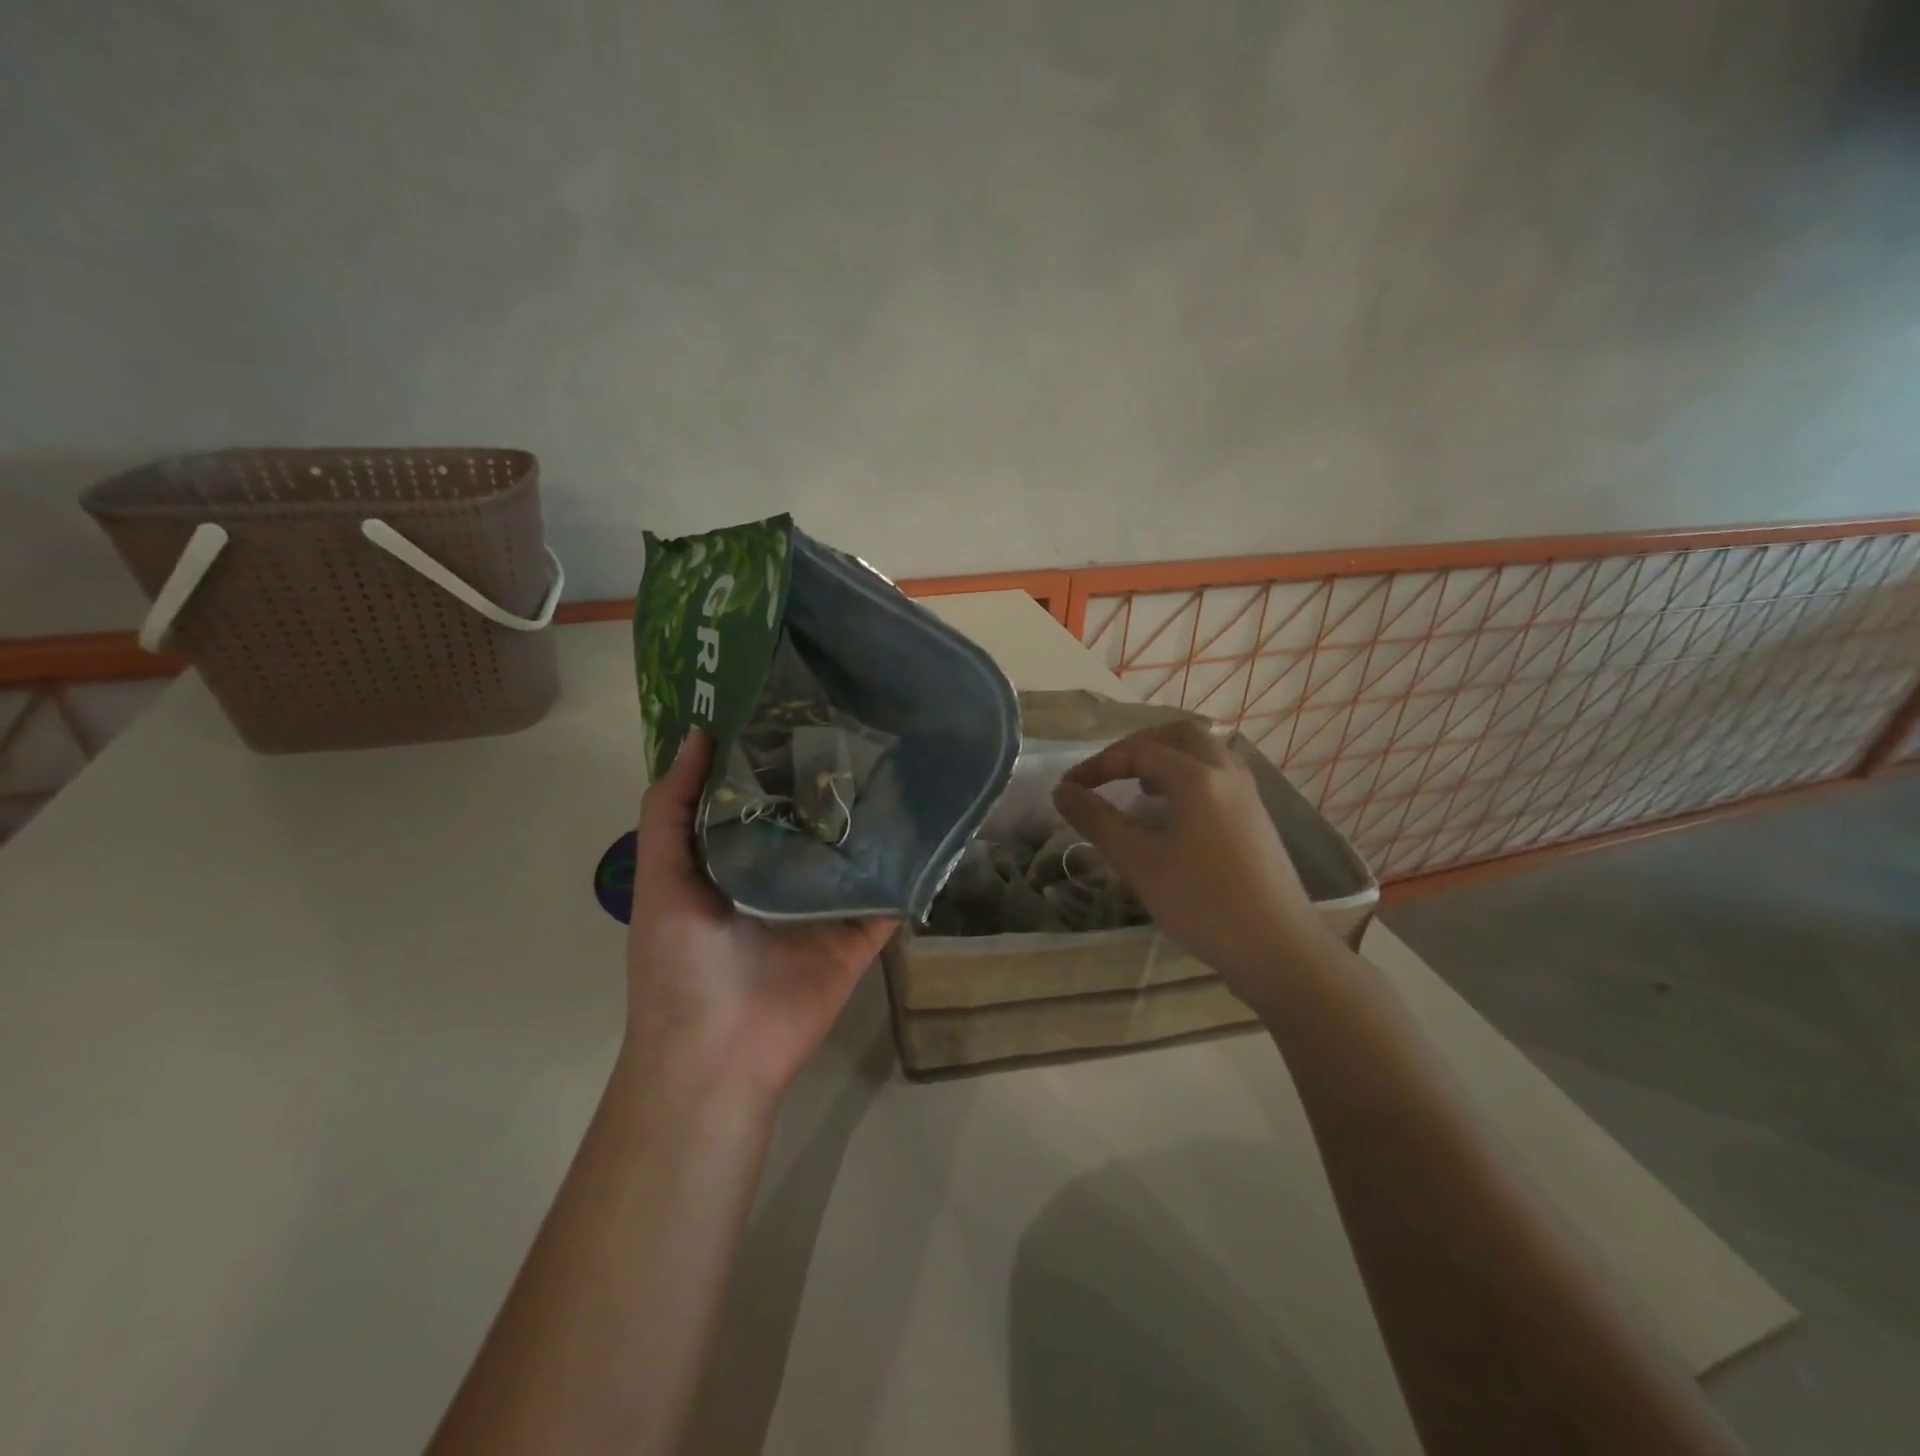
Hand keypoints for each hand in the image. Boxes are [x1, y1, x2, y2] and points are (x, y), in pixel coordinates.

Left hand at [625, 731, 896, 1097]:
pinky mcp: (863, 931)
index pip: (761, 793)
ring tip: (905, 754)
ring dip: (877, 812)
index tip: (798, 701)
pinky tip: (935, 819)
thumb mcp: (660, 875)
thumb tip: (702, 733)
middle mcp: (785, 872)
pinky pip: (892, 891)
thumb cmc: (678, 961)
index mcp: (736, 856)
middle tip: (862, 715)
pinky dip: (912, 863)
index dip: (774, 751)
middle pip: (814, 815)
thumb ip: (671, 807)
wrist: (717, 1053)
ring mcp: (828, 902)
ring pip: (858, 848)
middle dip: (831, 774)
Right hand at [1051, 721, 1328, 1001]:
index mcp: (1196, 778)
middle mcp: (1225, 773)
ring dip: (1167, 757)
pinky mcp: (1257, 818)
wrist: (1279, 948)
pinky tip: (1174, 811)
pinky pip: (1219, 775)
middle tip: (1109, 771)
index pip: (1138, 752)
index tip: (1068, 788)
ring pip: (1205, 752)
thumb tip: (1062, 791)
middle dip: (1138, 745)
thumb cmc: (1203, 903)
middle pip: (1180, 735)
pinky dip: (1188, 775)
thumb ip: (1097, 821)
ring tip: (1138, 786)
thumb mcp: (1140, 863)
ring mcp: (1247, 795)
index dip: (1098, 765)